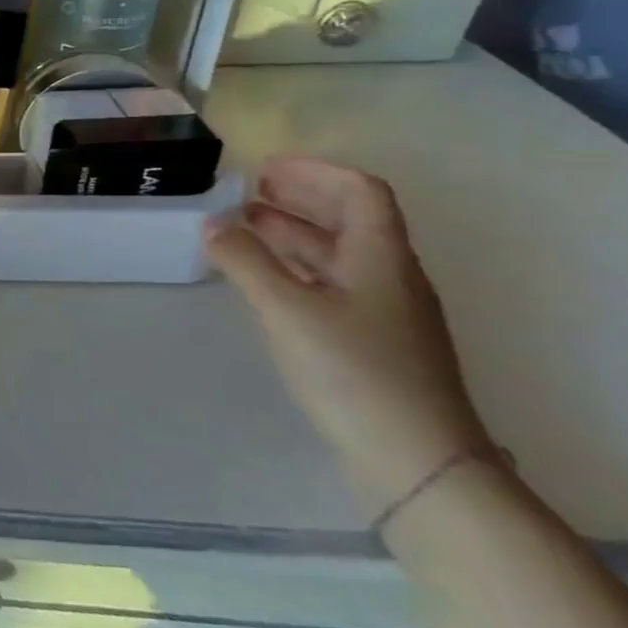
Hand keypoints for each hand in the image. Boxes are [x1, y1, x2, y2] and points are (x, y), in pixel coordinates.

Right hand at [205, 158, 492, 512]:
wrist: (416, 460)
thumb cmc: (353, 370)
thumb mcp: (286, 309)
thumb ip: (244, 260)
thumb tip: (211, 224)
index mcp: (380, 258)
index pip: (360, 193)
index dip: (315, 172)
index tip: (264, 167)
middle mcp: (388, 277)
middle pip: (348, 220)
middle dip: (297, 199)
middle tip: (245, 191)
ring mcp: (382, 312)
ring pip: (335, 254)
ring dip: (290, 233)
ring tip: (240, 227)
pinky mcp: (370, 342)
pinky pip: (328, 283)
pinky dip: (293, 267)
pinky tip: (261, 277)